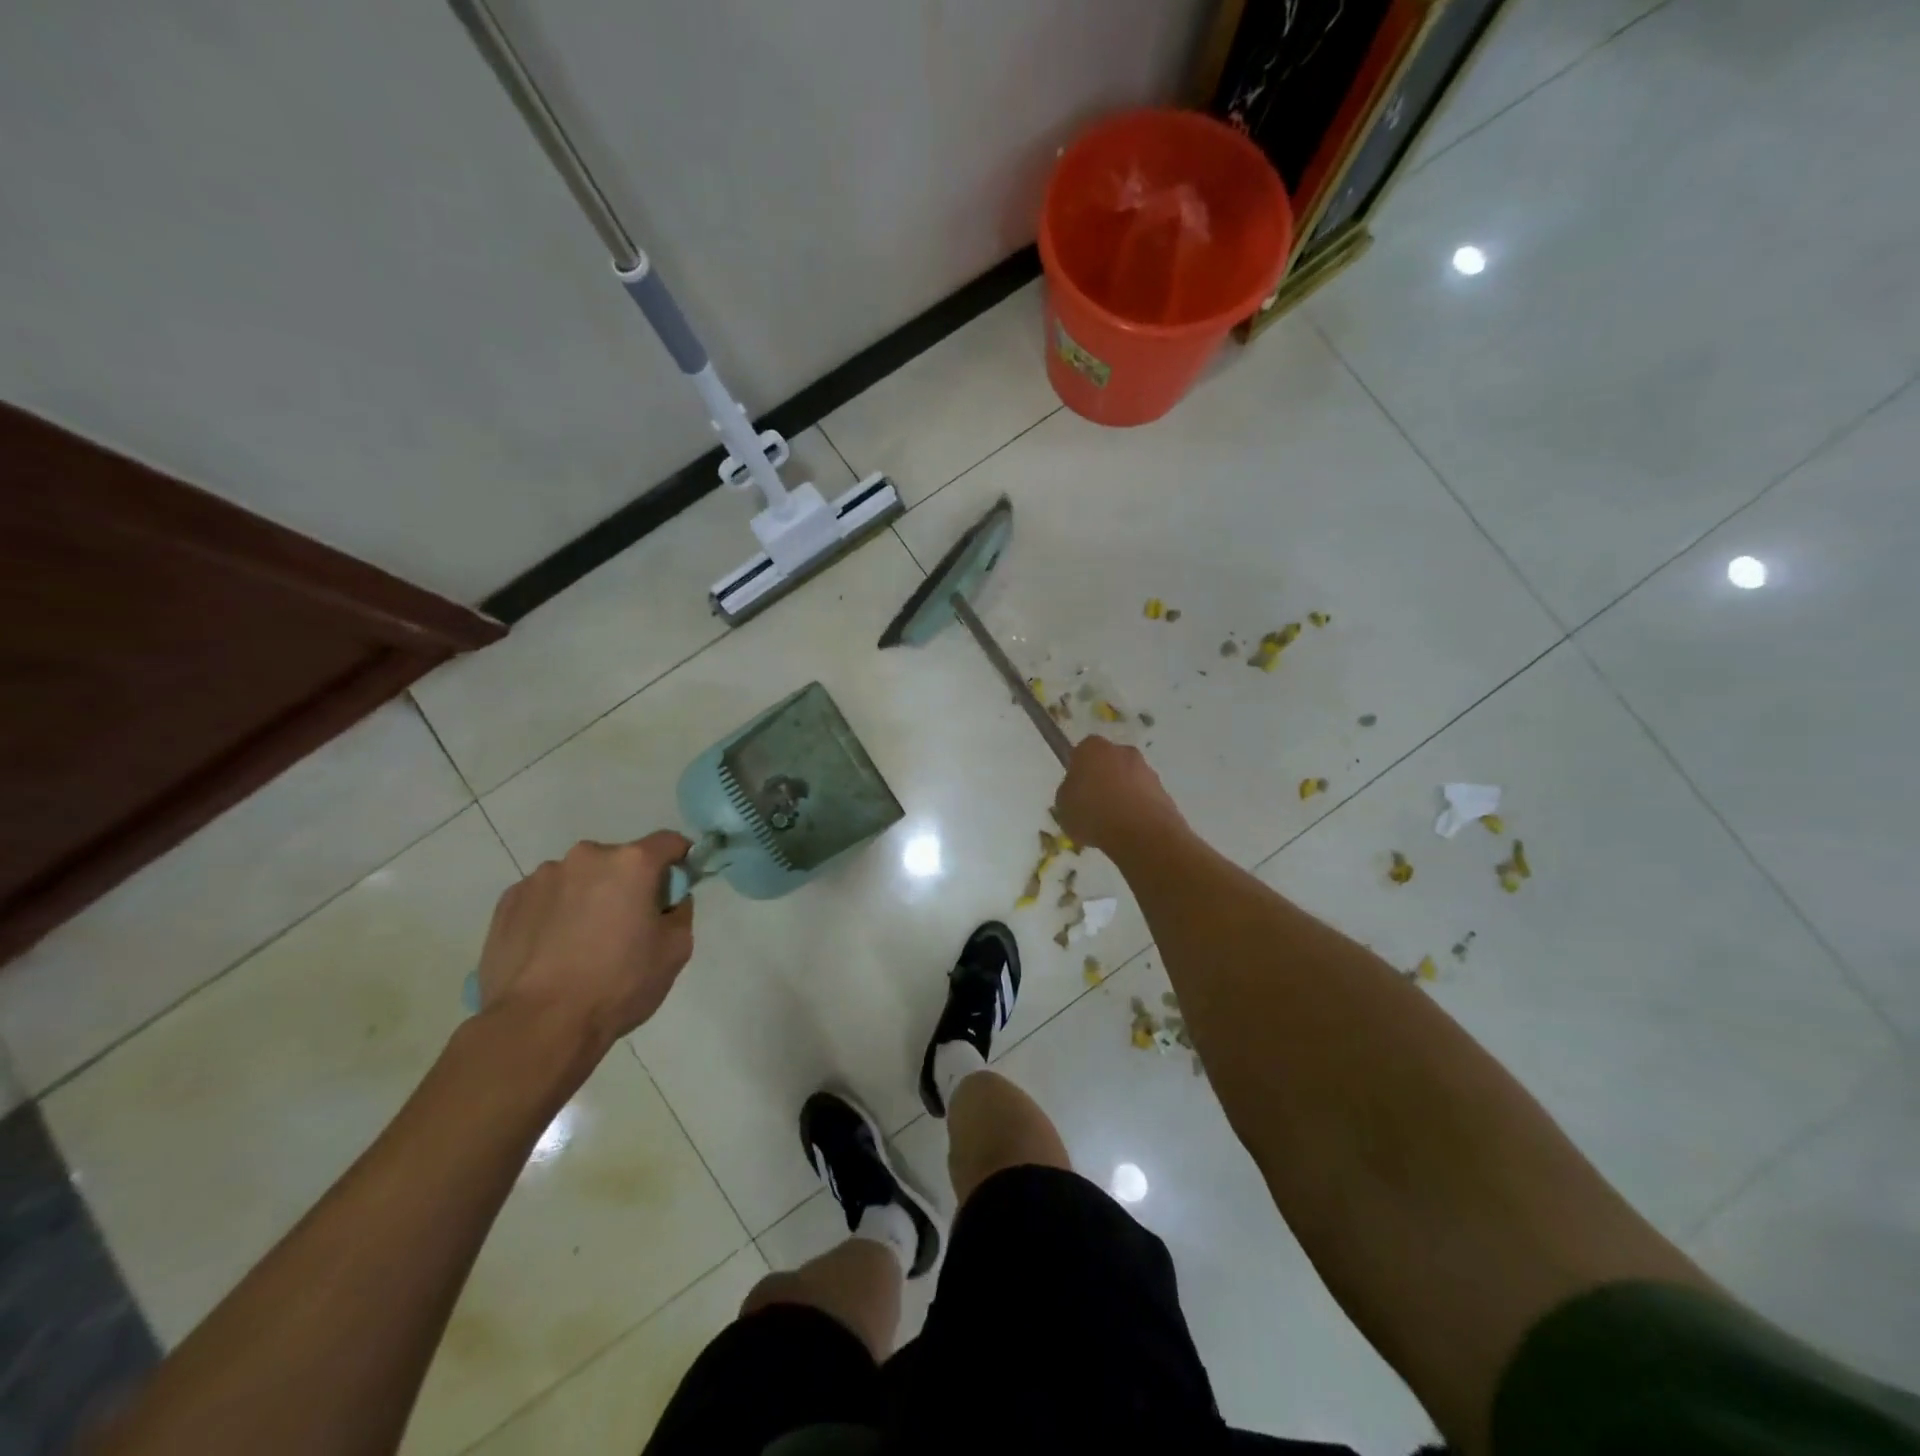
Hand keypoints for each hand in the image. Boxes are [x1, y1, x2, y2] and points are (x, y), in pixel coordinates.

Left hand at [475, 832, 694, 1053]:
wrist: (539, 1025)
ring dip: (588, 897)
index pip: (669, 842)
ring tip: (582, 944)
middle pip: (620, 861)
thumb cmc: (618, 984)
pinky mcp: (508, 902)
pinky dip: (554, 913)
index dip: (680, 861)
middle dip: (628, 884)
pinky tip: (552, 951)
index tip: (676, 888)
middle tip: (627, 926)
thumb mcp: (676, 951)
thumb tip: (670, 901)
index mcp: (631, 863)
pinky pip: (545, 898)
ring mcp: (541, 877)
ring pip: (579, 879)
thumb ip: (680, 912)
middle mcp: (586, 857)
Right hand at [1053, 736, 1186, 854]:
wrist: (1141, 833)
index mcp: (1093, 748)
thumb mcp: (1063, 806)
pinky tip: (1129, 831)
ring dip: (1122, 796)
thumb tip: (1078, 793)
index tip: (1076, 791)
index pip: (1082, 752)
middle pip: (1109, 763)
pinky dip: (1137, 810)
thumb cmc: (1093, 813)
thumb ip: (1069, 794)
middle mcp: (1122, 751)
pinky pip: (1143, 798)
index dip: (1078, 771)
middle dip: (1103, 780)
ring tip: (1112, 825)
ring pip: (1128, 780)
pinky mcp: (1164, 791)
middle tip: (1093, 807)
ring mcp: (1147, 770)